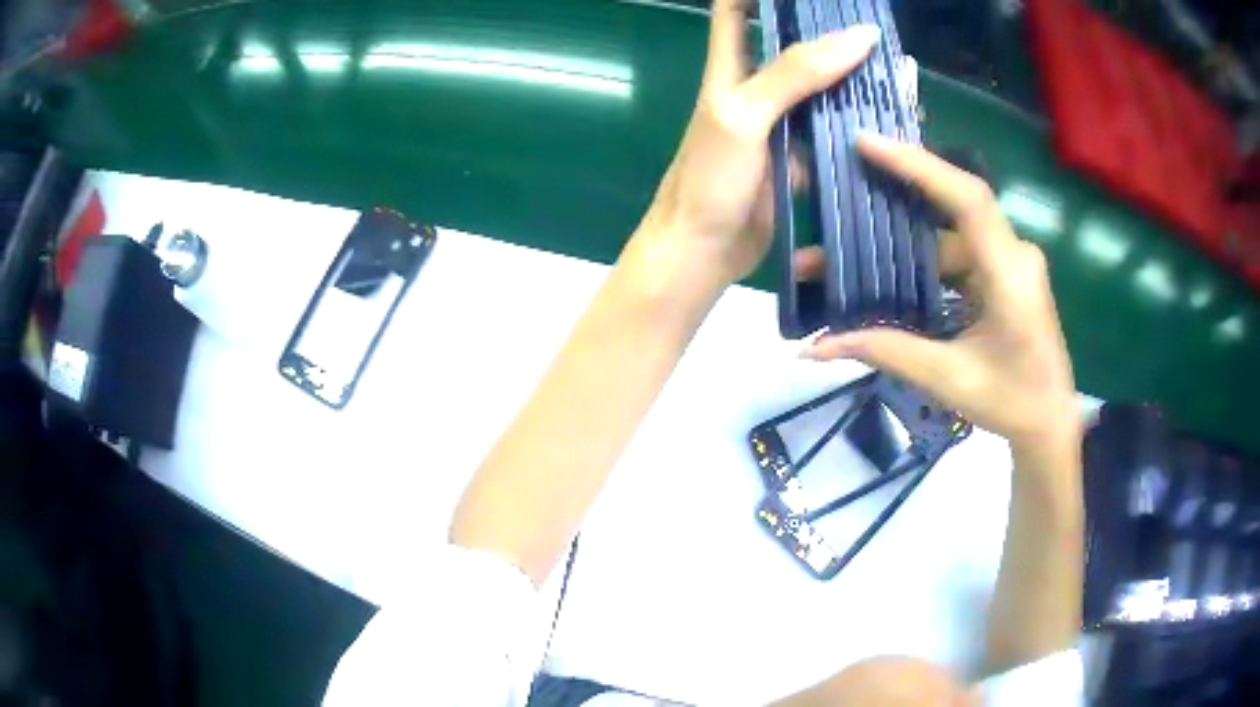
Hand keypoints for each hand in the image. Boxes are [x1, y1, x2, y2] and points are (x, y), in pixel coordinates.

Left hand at [629, 0, 879, 290]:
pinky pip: (831, 135)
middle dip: (828, 35)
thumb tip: (859, 36)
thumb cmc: (710, 179)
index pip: (736, 11)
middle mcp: (756, 90)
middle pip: (792, 48)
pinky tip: (887, 125)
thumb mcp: (744, 114)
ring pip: (819, 92)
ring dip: (852, 82)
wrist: (703, 252)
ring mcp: (778, 127)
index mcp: (730, 69)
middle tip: (874, 33)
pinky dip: (856, 128)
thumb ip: (795, 73)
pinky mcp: (797, 162)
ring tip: (895, 74)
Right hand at [802, 134, 1079, 452]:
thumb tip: (814, 347)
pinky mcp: (1003, 272)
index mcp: (1010, 273)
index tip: (867, 143)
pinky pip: (959, 248)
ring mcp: (1010, 260)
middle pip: (954, 205)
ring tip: (856, 233)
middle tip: (849, 172)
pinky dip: (924, 252)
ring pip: (952, 231)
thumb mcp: (947, 378)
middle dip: (900, 188)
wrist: (1049, 421)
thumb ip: (885, 351)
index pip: (967, 198)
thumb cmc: (1010, 401)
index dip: (919, 165)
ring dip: (906, 234)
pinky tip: (891, 256)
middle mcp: (1013, 253)